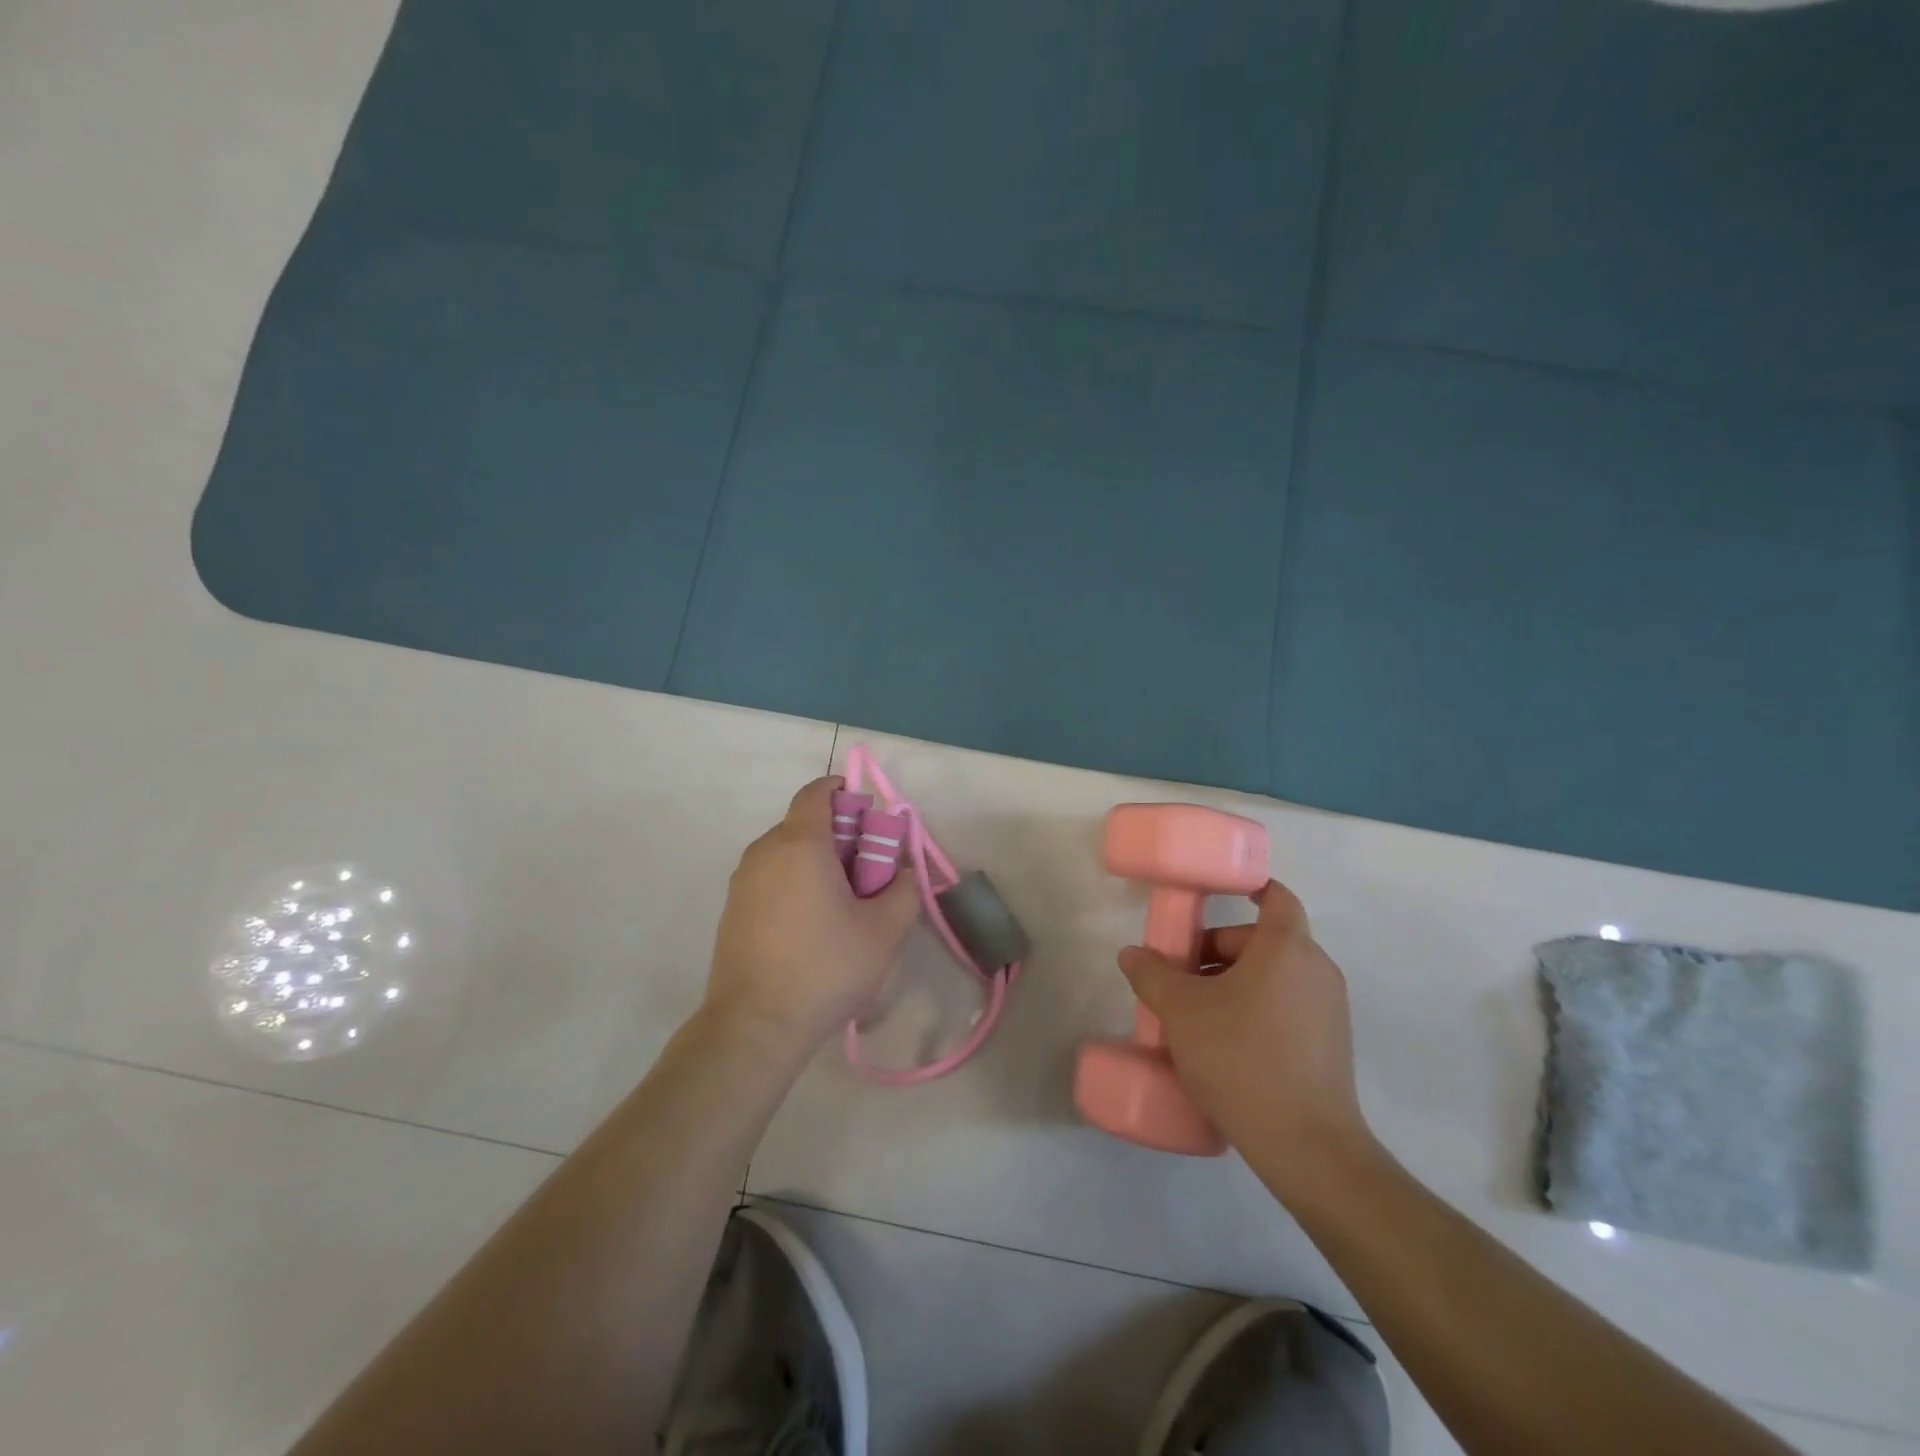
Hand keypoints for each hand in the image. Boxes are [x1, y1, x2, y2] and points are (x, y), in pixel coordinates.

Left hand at [704, 776, 920, 1050]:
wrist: (755, 1026)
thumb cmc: (825, 968)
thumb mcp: (884, 930)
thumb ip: (904, 889)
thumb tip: (903, 872)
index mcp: (800, 844)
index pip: (816, 793)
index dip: (843, 792)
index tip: (868, 814)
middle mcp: (764, 852)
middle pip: (804, 823)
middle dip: (839, 835)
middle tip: (868, 870)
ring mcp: (742, 882)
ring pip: (786, 852)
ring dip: (816, 862)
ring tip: (842, 903)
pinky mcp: (732, 910)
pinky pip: (770, 878)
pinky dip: (794, 883)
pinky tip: (812, 925)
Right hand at [1118, 881, 1373, 1183]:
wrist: (1306, 1145)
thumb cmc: (1241, 1057)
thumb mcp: (1182, 1011)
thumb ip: (1152, 974)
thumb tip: (1132, 954)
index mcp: (1287, 948)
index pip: (1276, 897)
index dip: (1250, 888)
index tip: (1215, 897)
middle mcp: (1316, 970)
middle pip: (1262, 941)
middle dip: (1217, 951)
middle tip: (1180, 977)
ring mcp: (1329, 1010)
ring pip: (1273, 977)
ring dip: (1233, 983)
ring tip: (1195, 1016)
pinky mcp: (1331, 1046)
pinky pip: (1286, 1007)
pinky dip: (1255, 1009)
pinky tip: (1224, 1046)